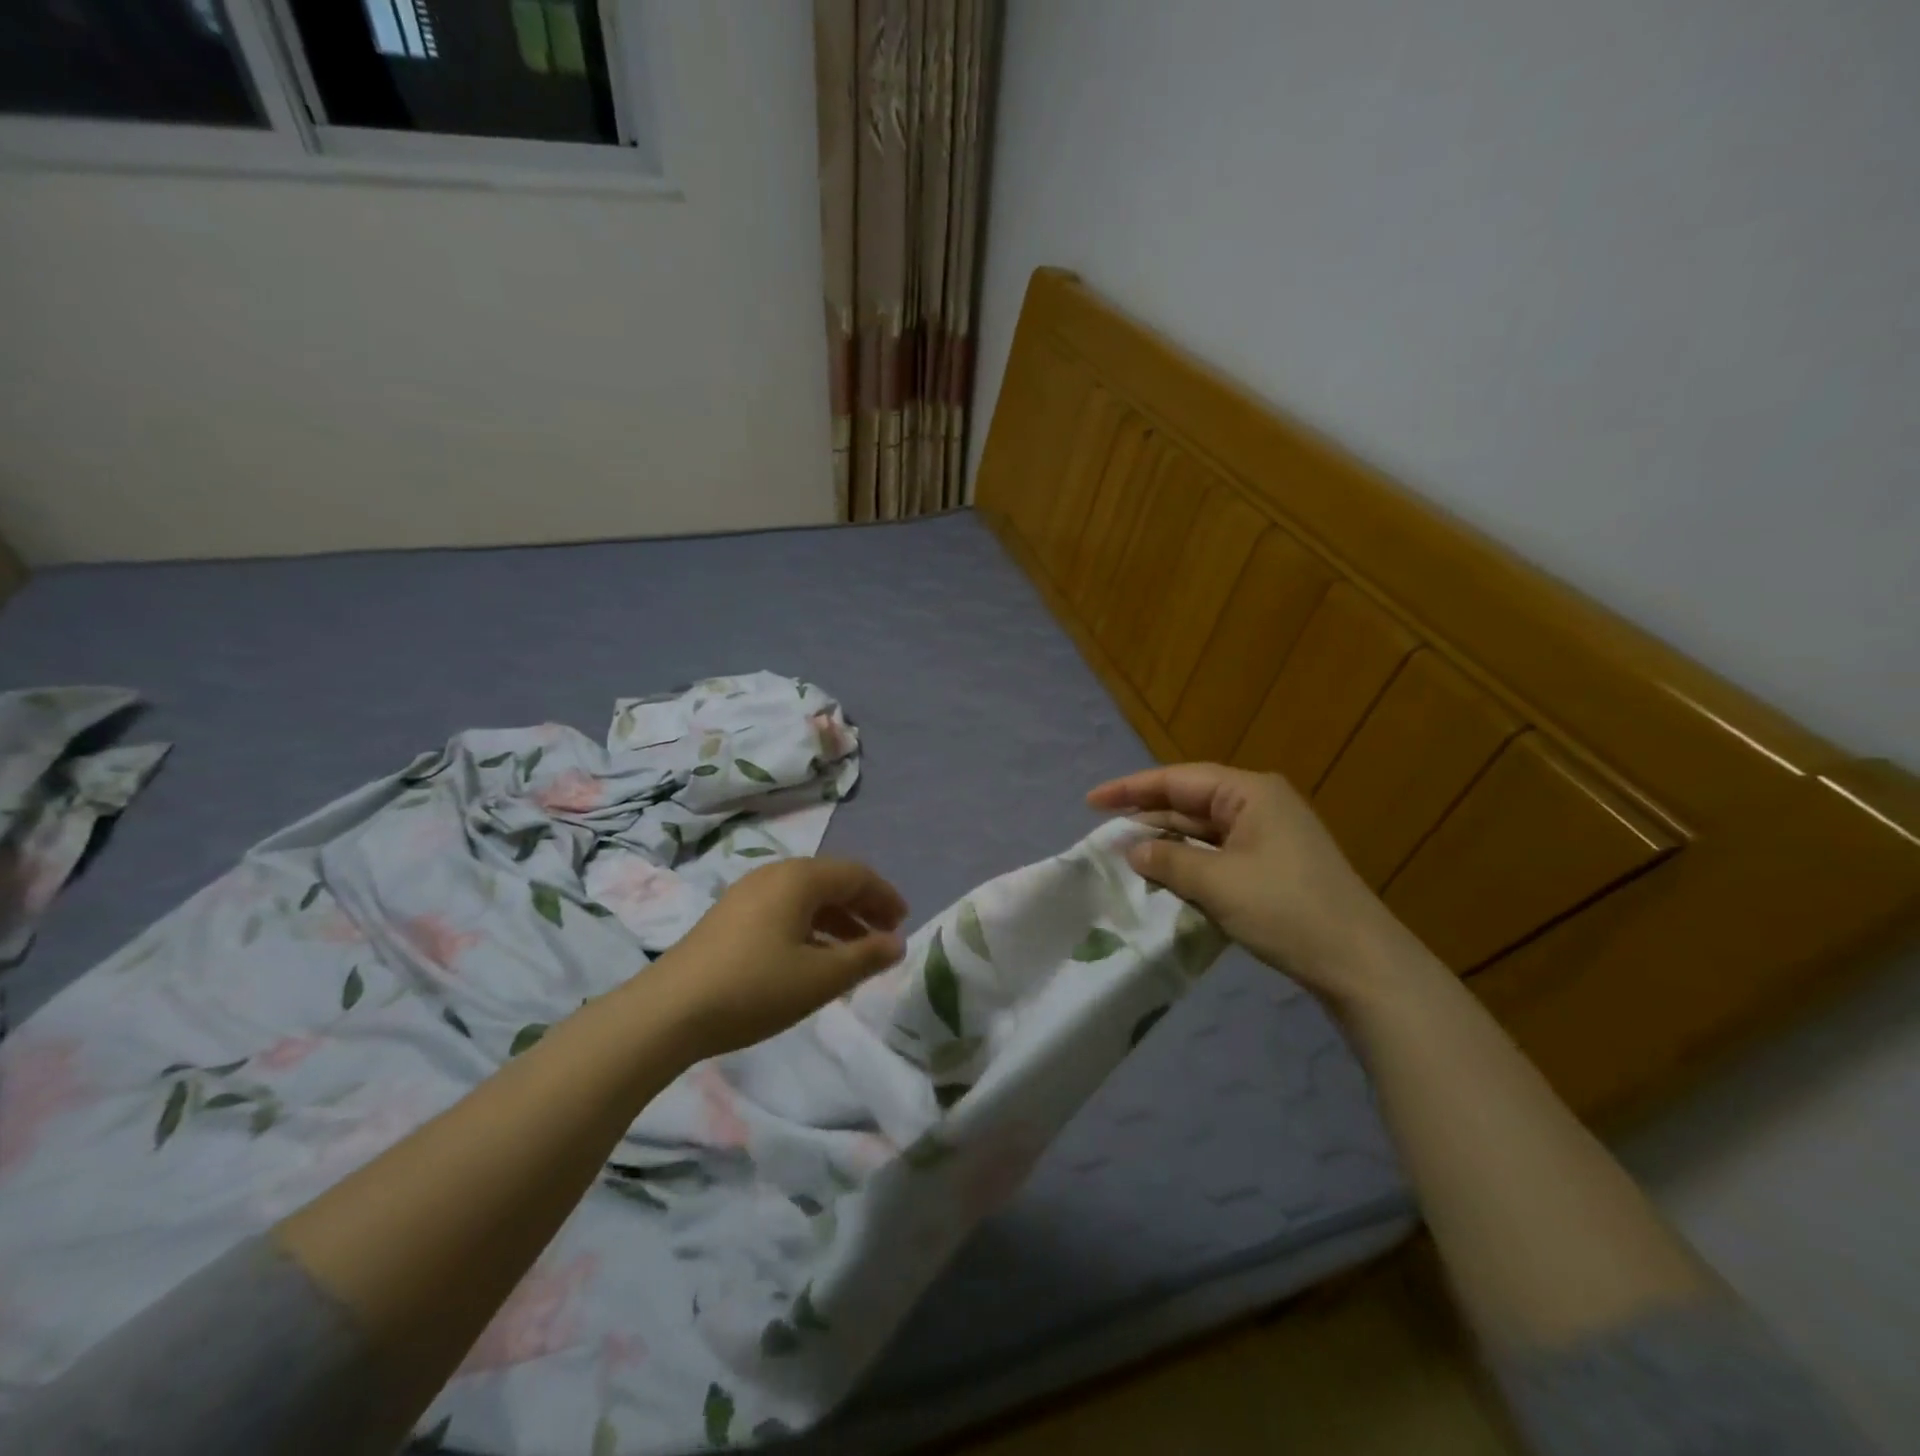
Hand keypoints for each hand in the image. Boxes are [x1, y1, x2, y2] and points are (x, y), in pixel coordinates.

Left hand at [647, 857, 908, 1056]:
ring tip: (854, 953)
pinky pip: (783, 910)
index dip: (885, 896)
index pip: (856, 874)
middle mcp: (774, 875)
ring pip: (805, 897)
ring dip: (836, 920)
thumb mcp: (819, 978)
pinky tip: (812, 959)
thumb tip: (897, 943)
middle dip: (862, 907)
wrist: (668, 1012)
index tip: (904, 922)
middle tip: (885, 936)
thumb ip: (865, 957)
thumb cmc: (754, 988)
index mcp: (799, 878)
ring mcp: (746, 894)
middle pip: (830, 881)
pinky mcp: (729, 917)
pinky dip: (809, 928)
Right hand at [1088, 763, 1435, 1010]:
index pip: (1177, 780)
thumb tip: (1132, 849)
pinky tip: (1164, 876)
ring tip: (1124, 853)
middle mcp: (1258, 805)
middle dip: (1146, 815)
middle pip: (1189, 801)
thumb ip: (1168, 860)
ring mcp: (1268, 836)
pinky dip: (1189, 862)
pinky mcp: (1272, 866)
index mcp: (1249, 793)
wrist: (1360, 962)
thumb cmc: (1286, 909)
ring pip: (1202, 830)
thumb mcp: (1218, 883)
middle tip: (1102, 830)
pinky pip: (1218, 853)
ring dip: (1166, 841)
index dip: (1130, 789)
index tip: (1091, 802)